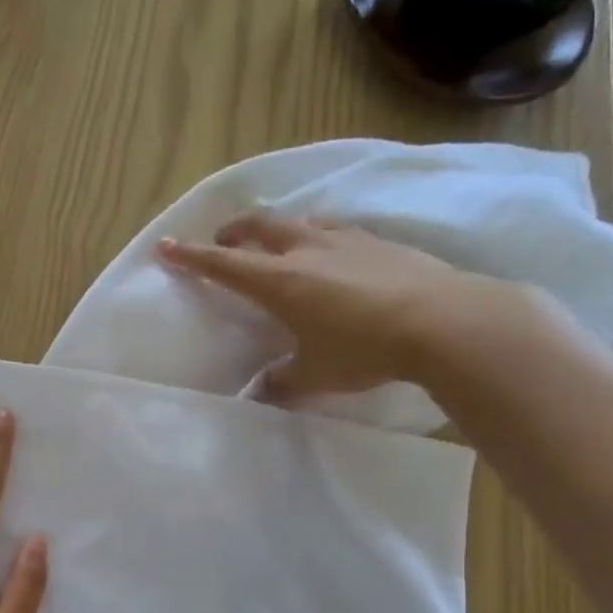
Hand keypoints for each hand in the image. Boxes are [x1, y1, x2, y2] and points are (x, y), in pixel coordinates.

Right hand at [155, 215, 529, 400]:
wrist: (446, 322)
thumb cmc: (365, 349)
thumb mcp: (315, 374)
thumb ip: (282, 381)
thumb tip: (260, 391)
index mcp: (280, 281)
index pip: (223, 264)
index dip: (191, 256)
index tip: (165, 246)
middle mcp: (306, 250)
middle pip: (259, 226)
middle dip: (233, 231)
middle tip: (222, 240)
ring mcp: (346, 240)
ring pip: (298, 221)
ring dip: (276, 228)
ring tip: (273, 241)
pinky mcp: (380, 242)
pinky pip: (334, 229)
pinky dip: (316, 235)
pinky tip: (329, 252)